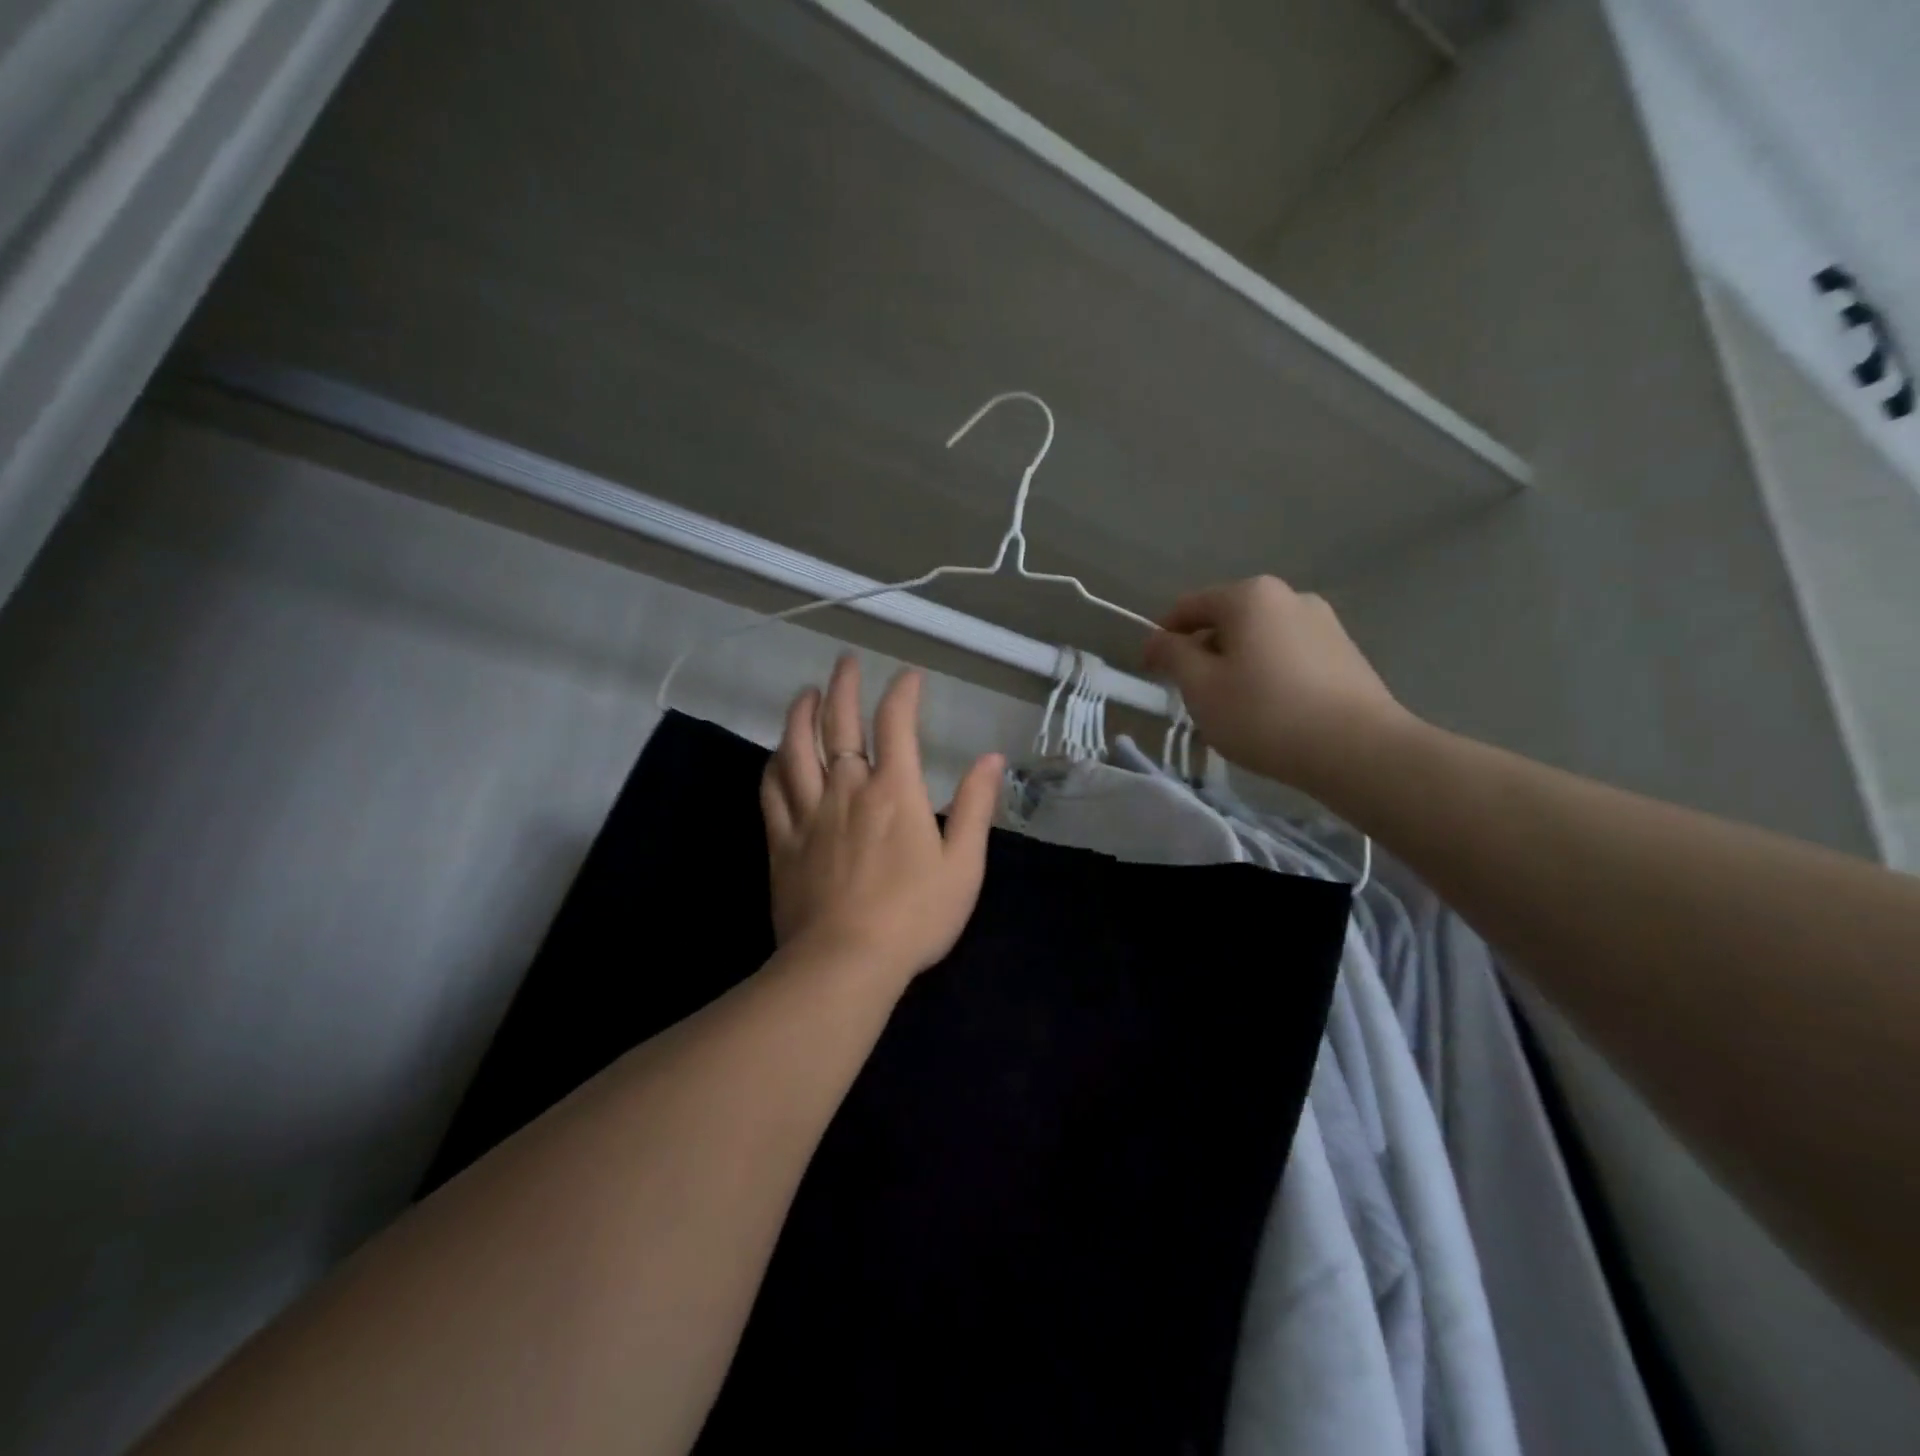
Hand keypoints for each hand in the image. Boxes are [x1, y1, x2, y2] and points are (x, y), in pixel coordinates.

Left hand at [761, 655, 1004, 989]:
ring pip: (795, 749)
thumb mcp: (963, 865)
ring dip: (800, 715)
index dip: (903, 692)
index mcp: (894, 791)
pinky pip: (771, 792)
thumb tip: (992, 759)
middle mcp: (847, 789)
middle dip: (842, 686)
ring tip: (805, 693)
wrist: (845, 963)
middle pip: (838, 724)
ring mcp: (808, 814)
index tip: (909, 675)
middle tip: (844, 661)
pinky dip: (773, 765)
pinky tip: (776, 755)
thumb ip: (977, 807)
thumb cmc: (914, 916)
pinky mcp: (781, 841)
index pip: (896, 723)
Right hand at [1143, 576, 1410, 792]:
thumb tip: (1158, 639)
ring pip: (1258, 640)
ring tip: (1233, 709)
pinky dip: (1268, 675)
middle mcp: (1289, 596)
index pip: (1188, 608)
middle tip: (1192, 697)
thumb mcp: (1201, 687)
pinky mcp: (1345, 652)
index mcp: (1249, 596)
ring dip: (1236, 666)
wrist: (1359, 750)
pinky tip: (1270, 712)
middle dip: (1202, 653)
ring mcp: (1323, 623)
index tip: (1151, 673)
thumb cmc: (1265, 713)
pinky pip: (1288, 656)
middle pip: (1226, 621)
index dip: (1162, 639)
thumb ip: (1172, 656)